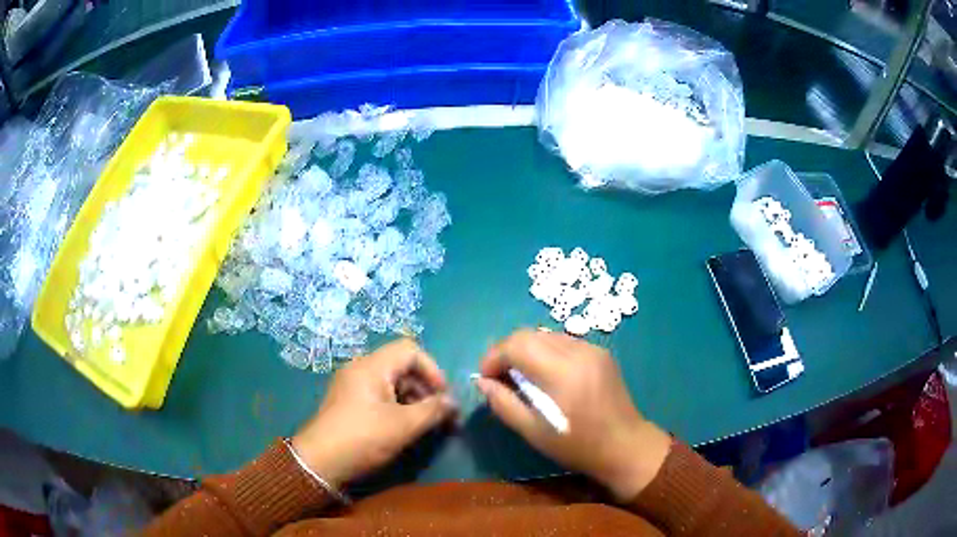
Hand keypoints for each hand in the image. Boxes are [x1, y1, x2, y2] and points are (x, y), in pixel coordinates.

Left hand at [292, 339, 456, 487]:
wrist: (320, 461)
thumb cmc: (363, 437)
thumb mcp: (403, 426)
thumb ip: (433, 410)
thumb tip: (453, 403)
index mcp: (372, 366)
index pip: (410, 350)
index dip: (432, 370)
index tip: (442, 397)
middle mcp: (360, 368)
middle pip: (402, 366)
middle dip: (425, 388)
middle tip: (439, 415)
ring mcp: (352, 385)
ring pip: (392, 382)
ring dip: (413, 399)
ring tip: (425, 425)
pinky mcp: (349, 401)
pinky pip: (379, 394)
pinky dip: (397, 406)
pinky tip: (404, 427)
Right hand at [475, 329, 671, 501]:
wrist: (625, 445)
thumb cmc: (577, 445)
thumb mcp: (533, 431)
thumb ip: (503, 403)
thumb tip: (481, 382)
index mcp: (561, 372)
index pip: (516, 344)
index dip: (493, 357)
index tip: (485, 378)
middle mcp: (577, 351)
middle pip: (529, 334)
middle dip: (506, 351)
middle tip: (498, 377)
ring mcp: (592, 349)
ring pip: (546, 335)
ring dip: (525, 350)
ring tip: (520, 376)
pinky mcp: (600, 352)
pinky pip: (563, 342)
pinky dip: (545, 352)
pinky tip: (545, 375)